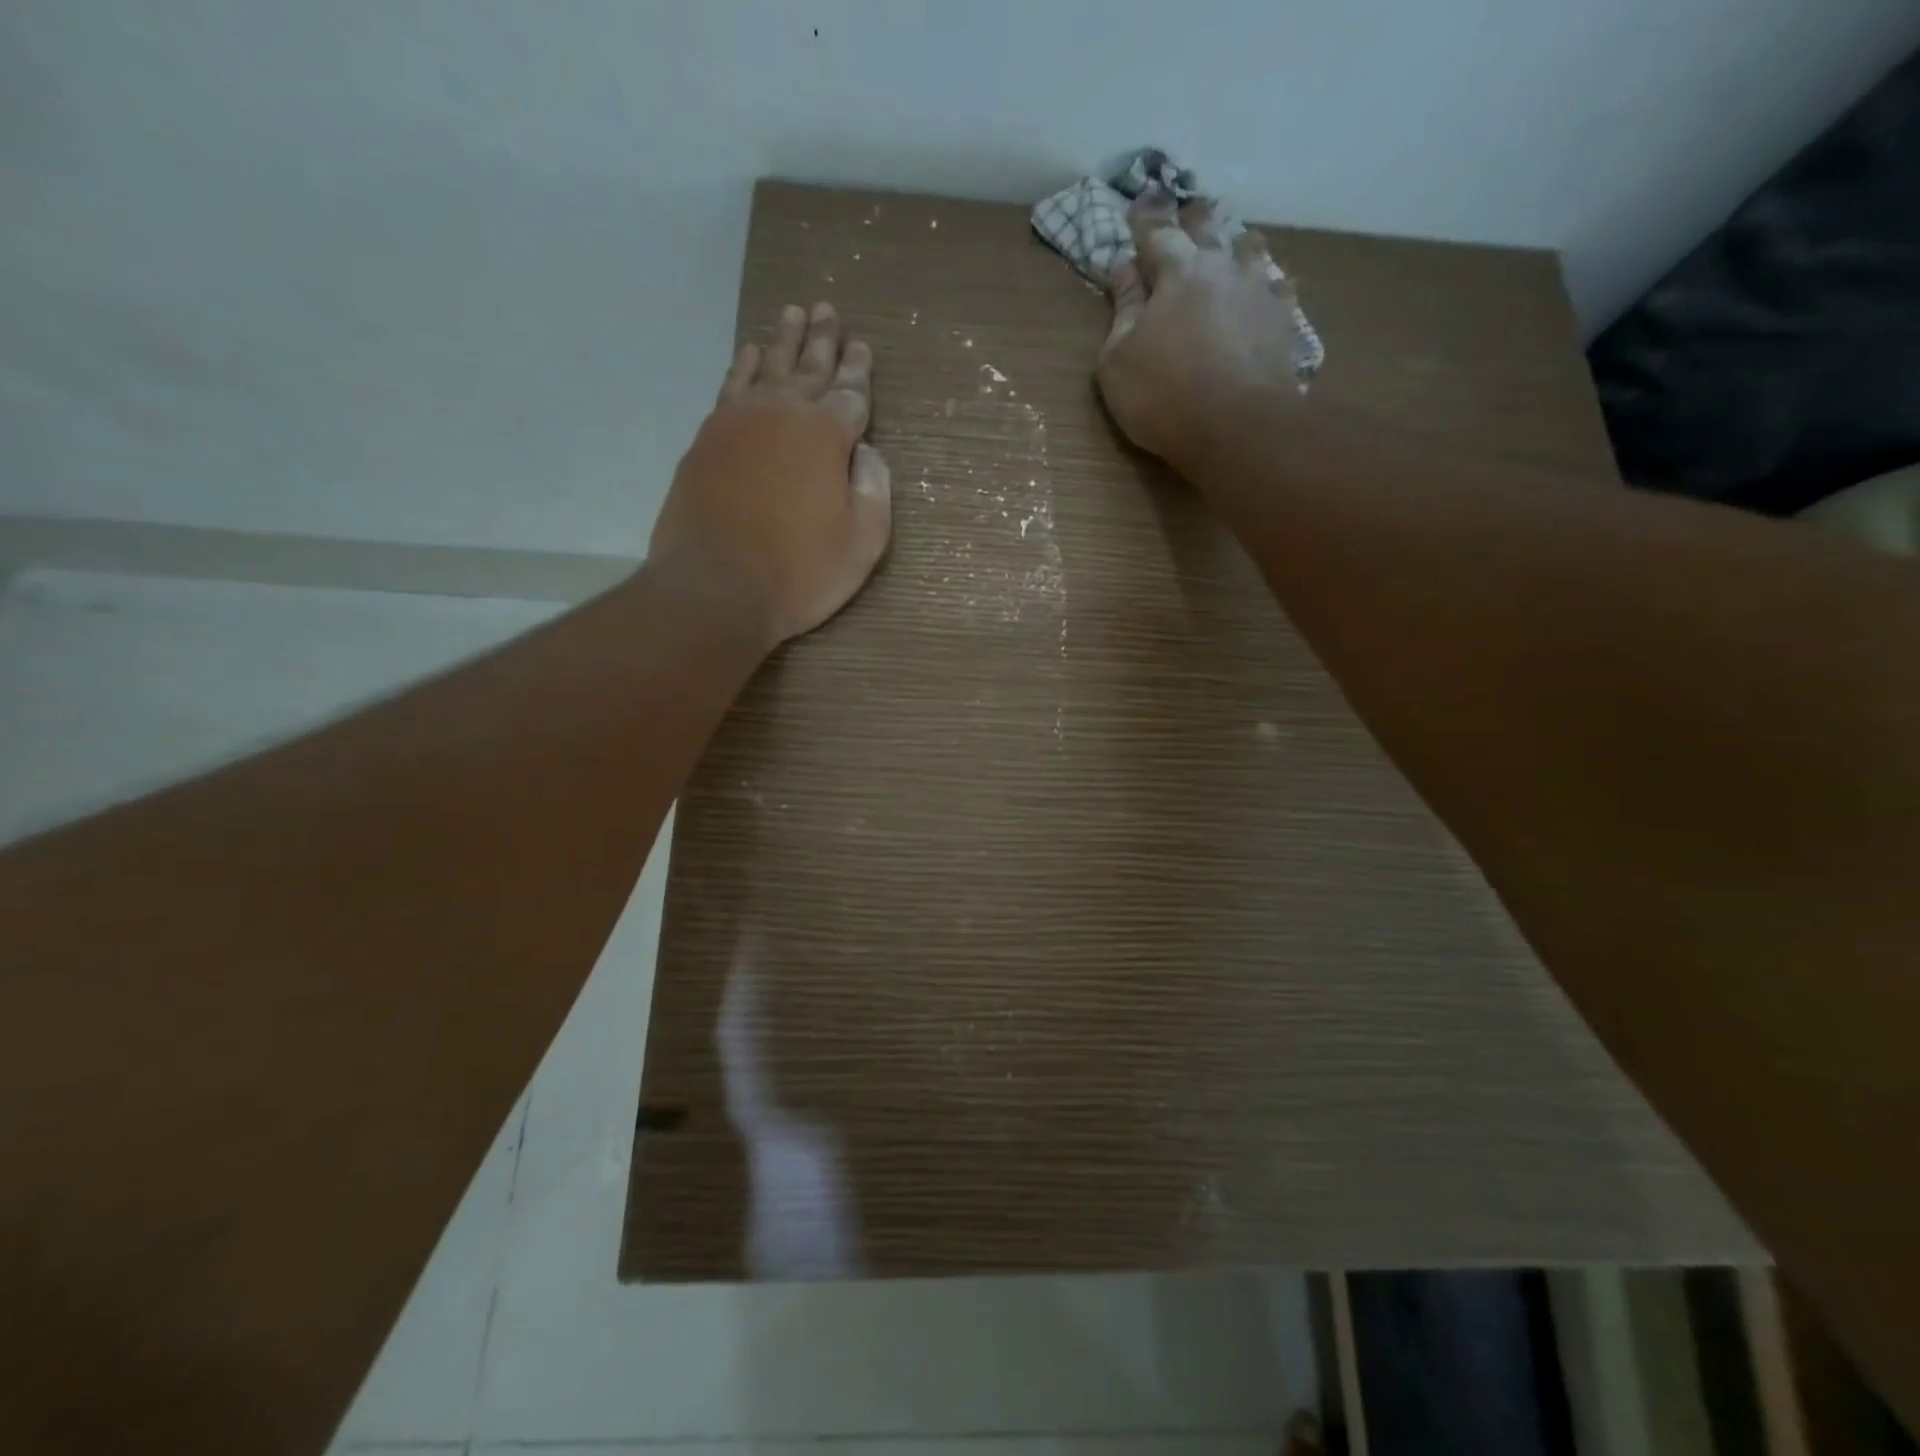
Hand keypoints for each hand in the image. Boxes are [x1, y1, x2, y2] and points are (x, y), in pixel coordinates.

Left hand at [651, 302, 891, 645]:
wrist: (716, 587)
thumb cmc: (800, 572)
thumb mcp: (862, 541)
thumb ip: (874, 489)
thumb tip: (868, 452)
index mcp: (827, 435)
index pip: (851, 394)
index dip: (859, 370)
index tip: (863, 345)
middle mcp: (783, 413)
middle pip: (809, 368)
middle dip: (823, 340)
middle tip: (829, 310)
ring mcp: (739, 422)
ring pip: (767, 366)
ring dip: (783, 340)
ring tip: (794, 314)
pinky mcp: (707, 438)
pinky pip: (731, 386)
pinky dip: (743, 365)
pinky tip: (750, 354)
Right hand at [1096, 190, 1303, 478]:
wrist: (1237, 428)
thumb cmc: (1162, 395)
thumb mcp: (1118, 360)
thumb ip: (1122, 310)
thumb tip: (1122, 269)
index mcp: (1178, 271)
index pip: (1157, 232)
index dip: (1144, 219)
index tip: (1137, 204)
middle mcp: (1224, 267)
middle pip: (1209, 229)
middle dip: (1193, 219)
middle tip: (1187, 210)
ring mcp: (1260, 292)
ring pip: (1251, 250)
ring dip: (1237, 245)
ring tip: (1234, 245)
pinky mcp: (1284, 322)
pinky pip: (1280, 289)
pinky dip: (1270, 284)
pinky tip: (1272, 288)